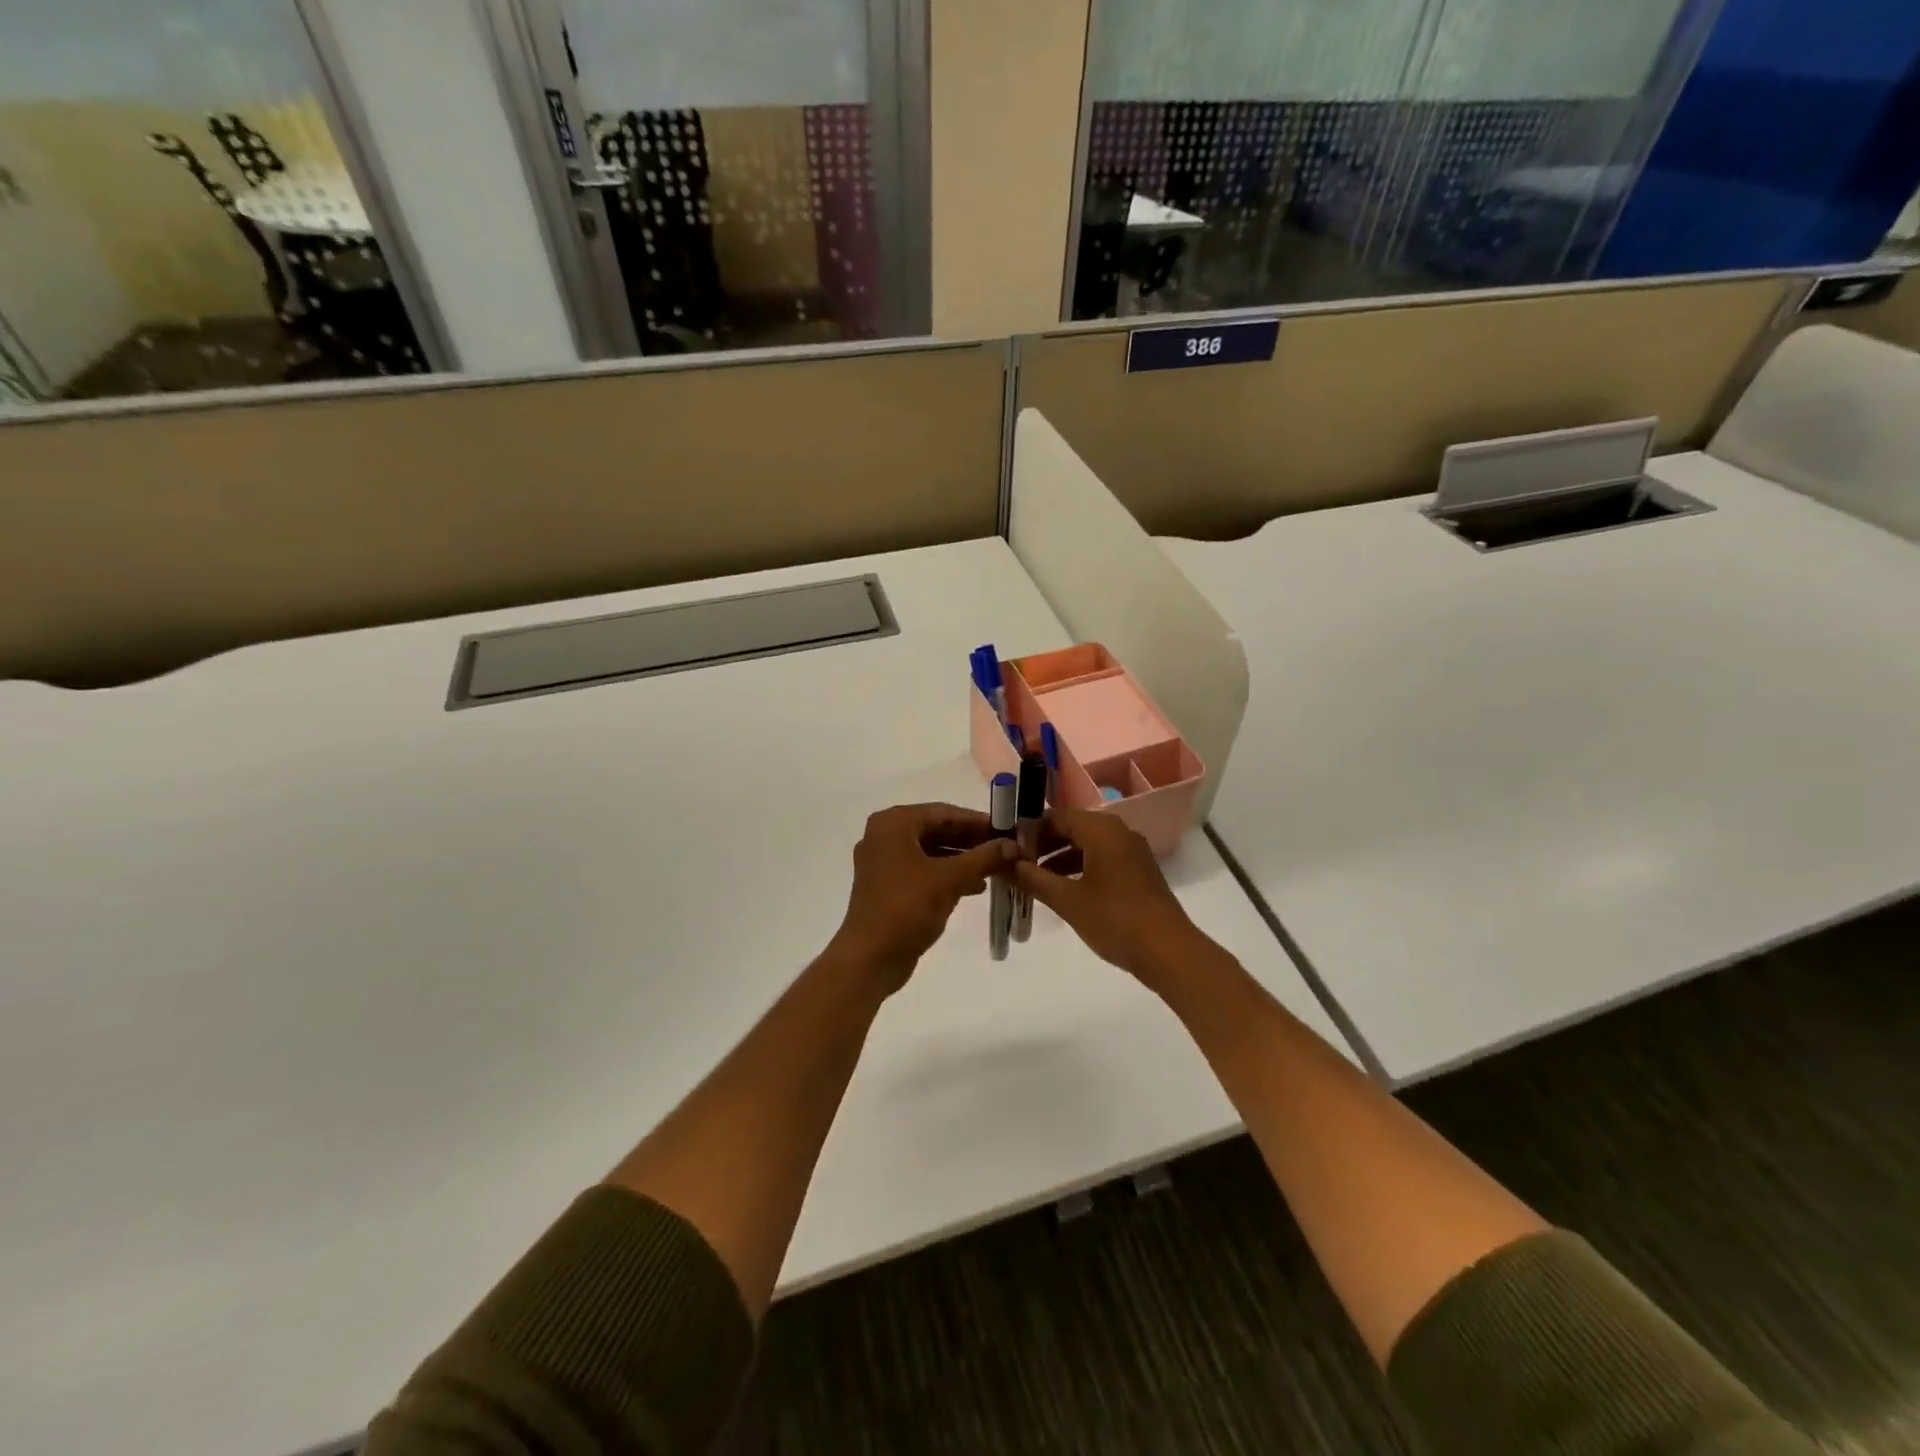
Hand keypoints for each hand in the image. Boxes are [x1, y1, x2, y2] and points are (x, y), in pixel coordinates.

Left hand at [826, 803, 1016, 993]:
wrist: (870, 958)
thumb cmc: (907, 908)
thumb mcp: (950, 879)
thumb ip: (983, 857)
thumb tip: (1012, 845)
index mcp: (893, 824)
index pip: (943, 812)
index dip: (977, 821)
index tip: (1007, 828)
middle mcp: (884, 836)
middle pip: (936, 830)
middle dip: (971, 840)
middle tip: (1005, 848)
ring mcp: (883, 862)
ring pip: (931, 851)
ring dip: (962, 859)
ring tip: (996, 867)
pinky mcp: (887, 886)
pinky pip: (923, 870)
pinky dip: (947, 875)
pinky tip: (975, 886)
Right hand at [1013, 808, 1207, 988]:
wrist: (1168, 951)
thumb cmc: (1114, 919)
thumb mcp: (1067, 900)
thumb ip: (1034, 879)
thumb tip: (1007, 865)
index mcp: (1102, 830)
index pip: (1057, 816)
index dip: (1031, 831)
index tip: (1010, 849)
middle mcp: (1119, 832)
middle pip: (1073, 828)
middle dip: (1044, 845)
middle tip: (1019, 865)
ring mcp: (1132, 853)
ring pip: (1088, 845)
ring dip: (1060, 858)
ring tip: (1035, 880)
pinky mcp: (1138, 872)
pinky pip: (1102, 859)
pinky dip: (1080, 868)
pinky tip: (1064, 891)